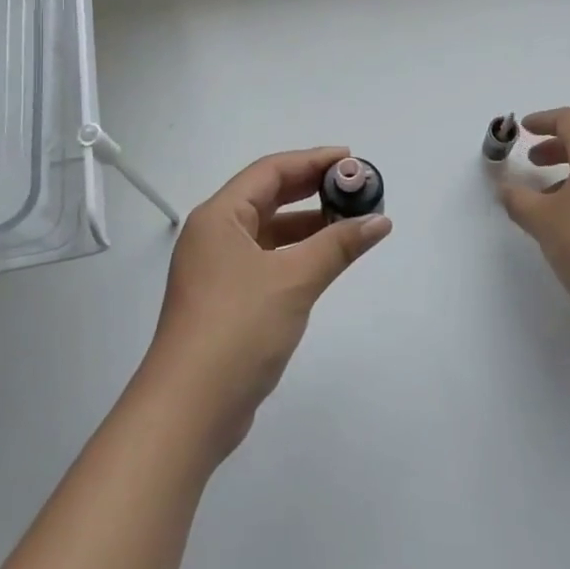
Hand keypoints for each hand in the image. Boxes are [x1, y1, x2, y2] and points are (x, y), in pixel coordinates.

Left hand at [146, 147, 390, 457]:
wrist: (190, 409)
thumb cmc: (238, 328)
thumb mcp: (293, 280)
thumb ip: (338, 245)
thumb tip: (379, 220)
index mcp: (219, 217)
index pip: (270, 171)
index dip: (312, 160)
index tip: (352, 159)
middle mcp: (214, 235)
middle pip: (268, 196)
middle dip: (312, 189)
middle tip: (356, 187)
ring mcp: (217, 269)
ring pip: (268, 231)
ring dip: (307, 223)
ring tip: (351, 221)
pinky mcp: (226, 300)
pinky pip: (267, 260)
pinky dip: (297, 253)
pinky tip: (325, 260)